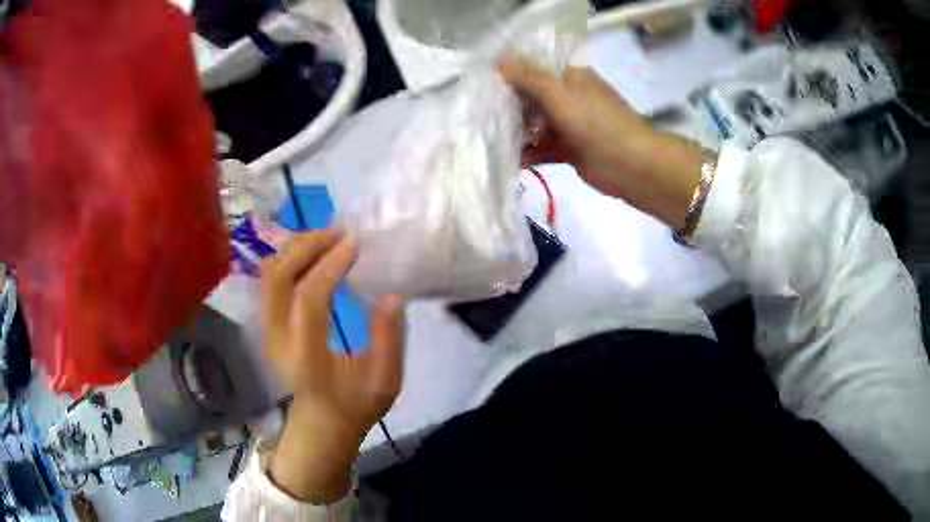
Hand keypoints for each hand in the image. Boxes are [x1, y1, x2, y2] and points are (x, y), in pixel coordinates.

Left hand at [261, 230, 405, 503]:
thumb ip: (390, 339)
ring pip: (270, 273)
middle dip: (308, 245)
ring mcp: (267, 330)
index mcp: (307, 357)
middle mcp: (278, 339)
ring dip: (297, 248)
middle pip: (279, 276)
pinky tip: (314, 253)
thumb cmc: (354, 405)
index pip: (309, 299)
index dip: (330, 265)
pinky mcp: (267, 324)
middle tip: (340, 233)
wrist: (320, 424)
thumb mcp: (385, 382)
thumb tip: (393, 294)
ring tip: (329, 238)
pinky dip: (291, 257)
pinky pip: (271, 279)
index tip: (355, 243)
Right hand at [500, 57, 706, 230]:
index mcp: (570, 77)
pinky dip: (528, 152)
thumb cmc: (598, 124)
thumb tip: (500, 61)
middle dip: (509, 107)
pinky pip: (543, 147)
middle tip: (480, 116)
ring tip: (489, 140)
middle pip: (531, 98)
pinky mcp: (570, 149)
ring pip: (535, 124)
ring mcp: (570, 124)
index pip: (533, 70)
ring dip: (516, 132)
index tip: (483, 86)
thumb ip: (530, 77)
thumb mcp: (561, 94)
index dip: (509, 75)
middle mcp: (569, 97)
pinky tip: (510, 159)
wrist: (633, 166)